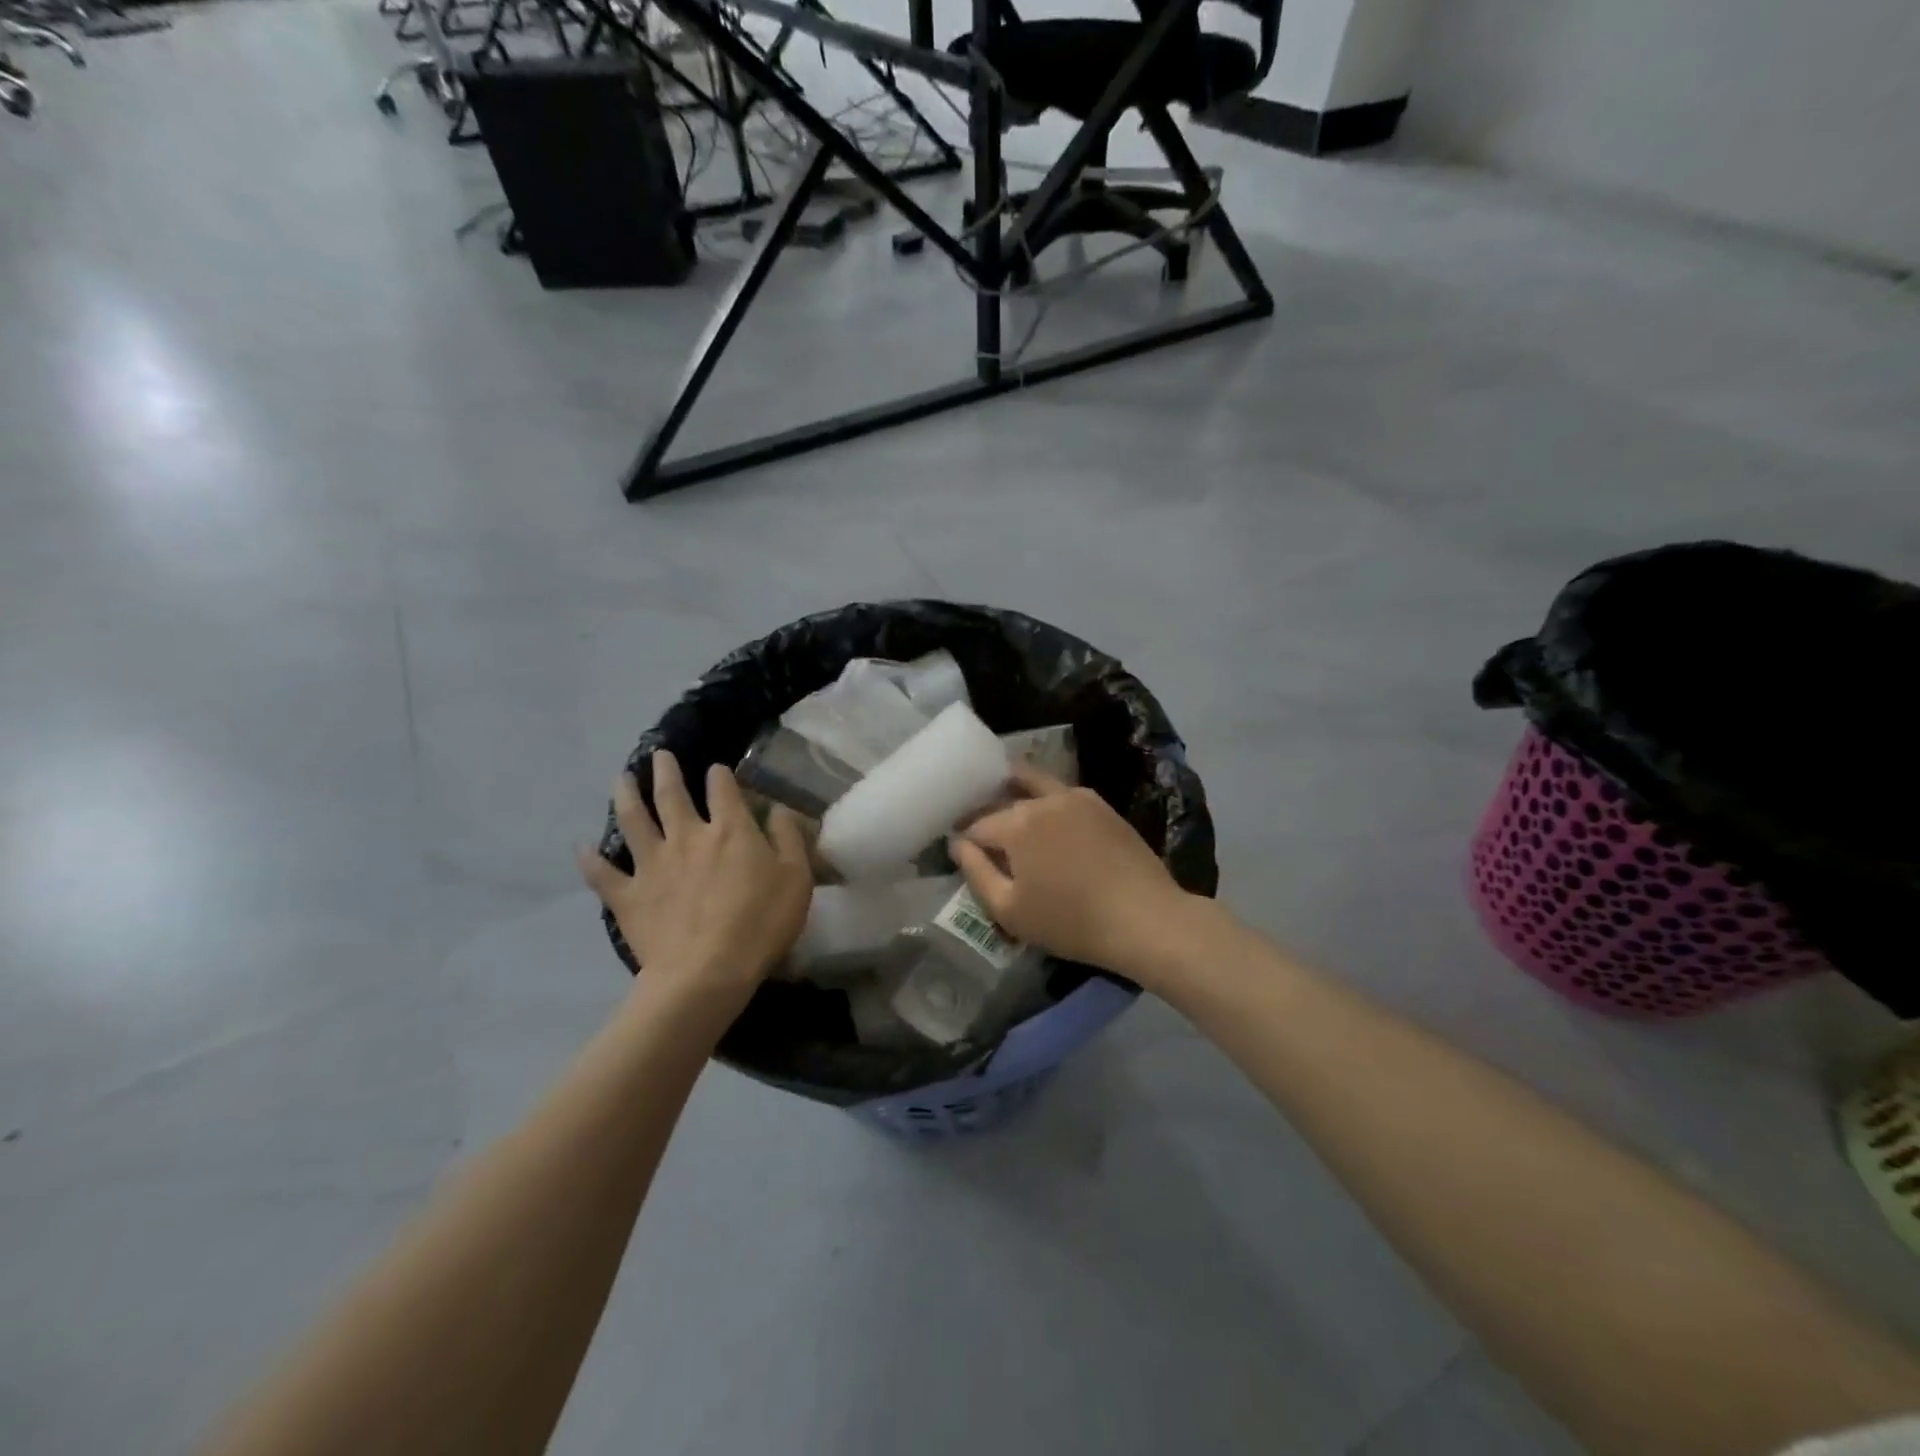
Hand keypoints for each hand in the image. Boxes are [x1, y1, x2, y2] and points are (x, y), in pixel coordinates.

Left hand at [580, 751, 812, 1015]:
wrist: (707, 972)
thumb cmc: (760, 924)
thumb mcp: (796, 879)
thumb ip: (788, 838)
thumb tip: (778, 808)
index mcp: (730, 830)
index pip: (722, 789)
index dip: (719, 776)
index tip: (717, 770)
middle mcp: (686, 836)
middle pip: (671, 794)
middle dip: (665, 770)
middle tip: (659, 755)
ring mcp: (652, 864)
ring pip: (633, 820)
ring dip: (626, 796)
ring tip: (621, 778)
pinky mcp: (628, 896)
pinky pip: (603, 874)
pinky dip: (591, 859)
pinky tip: (582, 847)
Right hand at [951, 762, 1199, 983]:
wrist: (1143, 918)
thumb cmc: (1070, 922)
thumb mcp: (1009, 910)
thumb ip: (976, 872)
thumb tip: (958, 844)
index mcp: (1016, 823)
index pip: (976, 826)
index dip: (965, 842)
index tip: (962, 856)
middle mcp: (1042, 800)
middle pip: (1002, 802)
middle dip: (987, 816)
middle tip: (983, 838)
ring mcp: (1075, 797)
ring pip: (1032, 784)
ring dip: (1013, 792)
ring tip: (1009, 813)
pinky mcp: (1100, 804)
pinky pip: (1061, 793)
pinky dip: (1045, 799)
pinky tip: (1048, 819)